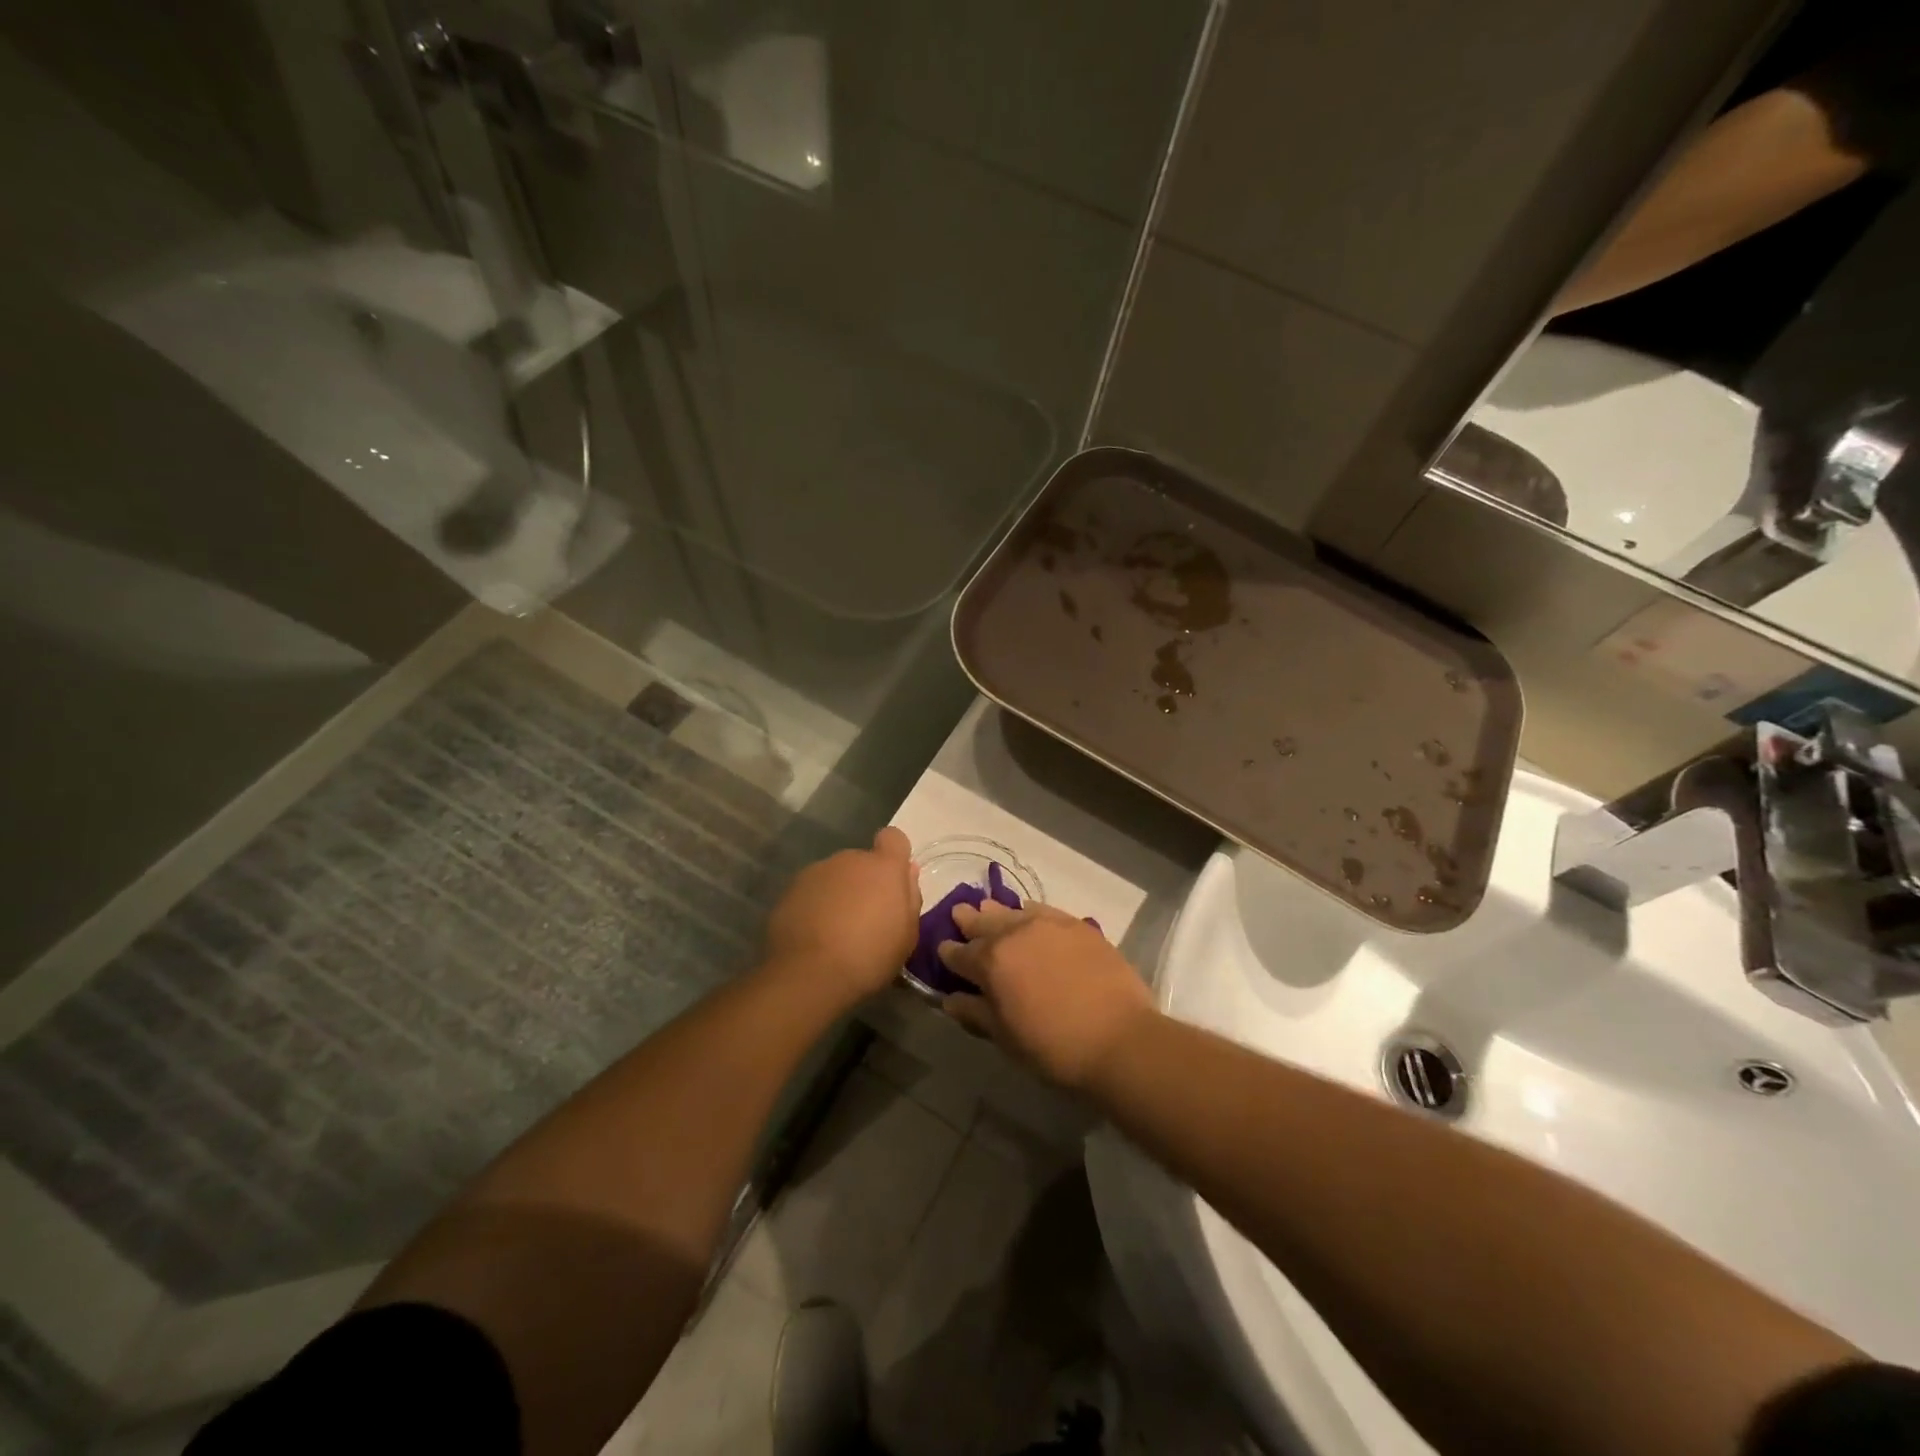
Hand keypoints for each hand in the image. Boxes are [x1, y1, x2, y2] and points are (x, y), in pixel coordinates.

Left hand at [762, 827, 921, 1006]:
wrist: (809, 974)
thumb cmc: (869, 956)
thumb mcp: (907, 935)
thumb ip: (910, 896)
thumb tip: (908, 871)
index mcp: (883, 867)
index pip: (893, 838)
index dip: (894, 855)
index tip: (892, 881)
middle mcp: (849, 860)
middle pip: (862, 861)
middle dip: (865, 882)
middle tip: (865, 918)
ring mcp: (816, 872)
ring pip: (835, 876)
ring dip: (839, 894)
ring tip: (836, 931)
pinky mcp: (790, 889)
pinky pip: (812, 891)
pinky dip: (815, 906)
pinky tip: (813, 935)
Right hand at [937, 902, 1154, 1089]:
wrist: (1119, 1038)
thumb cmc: (1054, 1046)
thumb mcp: (1006, 1037)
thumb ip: (975, 1013)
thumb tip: (949, 999)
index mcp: (991, 961)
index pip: (960, 954)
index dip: (949, 954)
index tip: (944, 952)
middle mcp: (1015, 933)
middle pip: (984, 922)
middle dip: (969, 921)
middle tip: (959, 915)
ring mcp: (1048, 924)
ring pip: (1013, 911)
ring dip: (997, 912)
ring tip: (988, 909)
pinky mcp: (1077, 925)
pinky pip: (1043, 910)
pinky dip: (1030, 911)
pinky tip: (1028, 912)